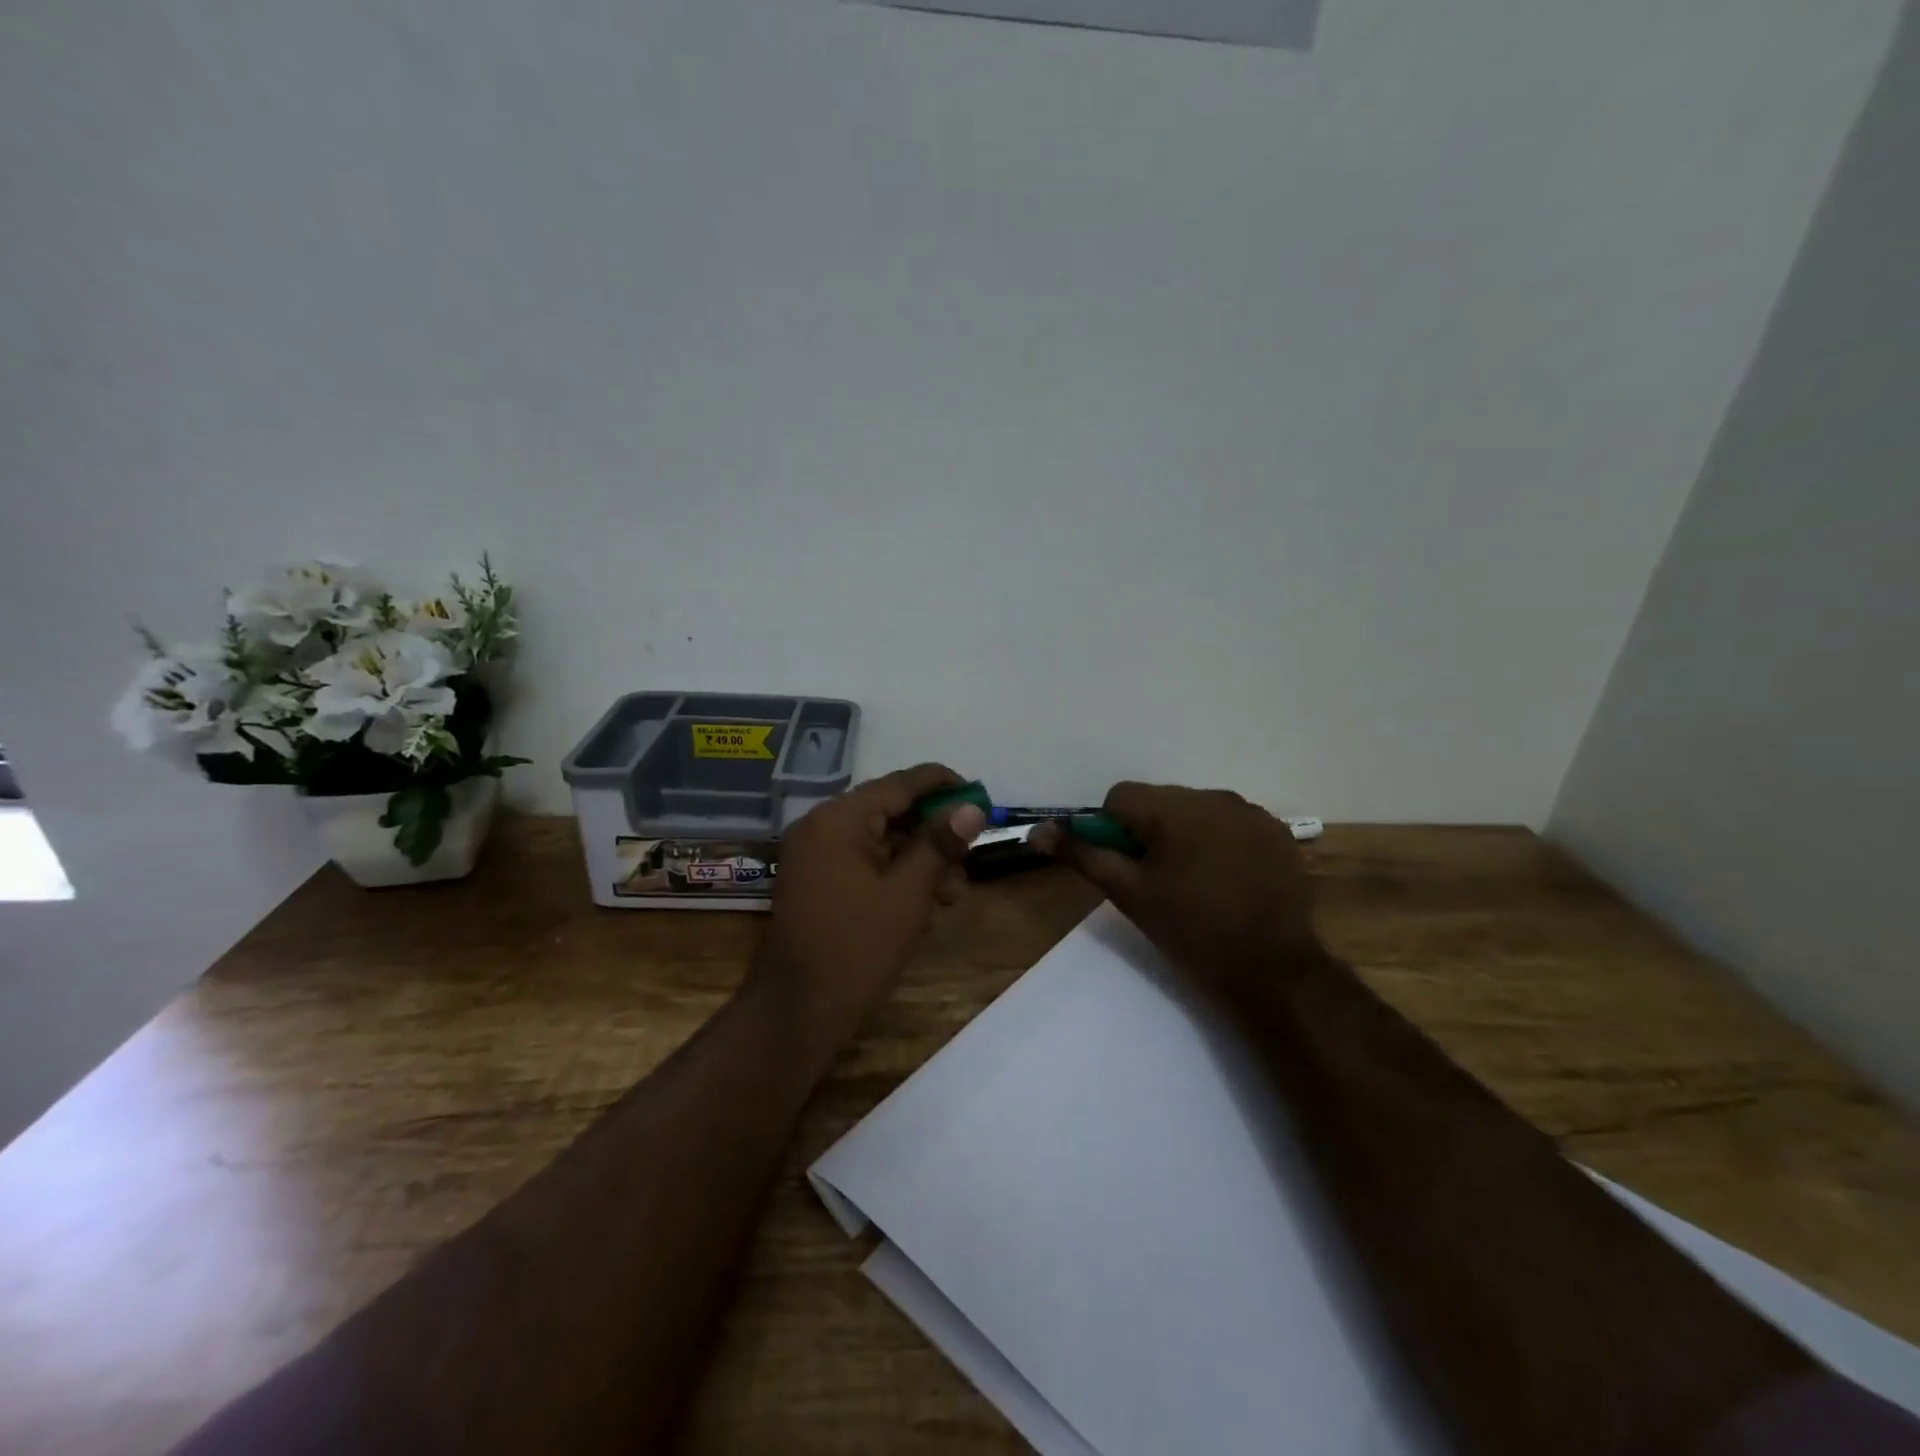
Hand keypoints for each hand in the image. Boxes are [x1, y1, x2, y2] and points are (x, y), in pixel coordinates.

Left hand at [757, 763, 987, 1048]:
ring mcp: (813, 853)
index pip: (899, 784)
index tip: (978, 793)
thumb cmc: (857, 949)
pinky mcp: (814, 879)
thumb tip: (973, 808)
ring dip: (918, 858)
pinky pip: (861, 861)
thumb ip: (939, 844)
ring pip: (878, 839)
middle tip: (970, 852)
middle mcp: (820, 825)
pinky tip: (924, 902)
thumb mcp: (908, 894)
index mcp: (839, 819)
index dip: (942, 784)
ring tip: (954, 892)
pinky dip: (893, 874)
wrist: (797, 1011)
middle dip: (932, 831)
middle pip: (888, 810)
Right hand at [1032, 783, 1324, 994]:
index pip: (1119, 797)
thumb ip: (1082, 855)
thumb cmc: (1191, 930)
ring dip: (1185, 835)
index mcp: (1172, 808)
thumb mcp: (1129, 894)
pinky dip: (1220, 842)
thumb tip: (1036, 831)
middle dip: (1149, 832)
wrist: (1274, 969)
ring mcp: (1250, 812)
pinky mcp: (1276, 831)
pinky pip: (1231, 823)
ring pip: (1196, 811)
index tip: (1125, 867)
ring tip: (1195, 882)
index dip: (1110, 830)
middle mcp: (1212, 796)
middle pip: (1159, 801)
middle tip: (1156, 880)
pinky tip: (1228, 880)